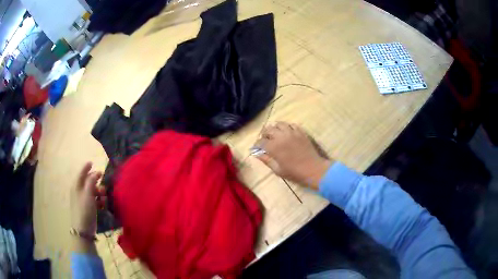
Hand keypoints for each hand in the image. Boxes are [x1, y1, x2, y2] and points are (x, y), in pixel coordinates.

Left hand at [71, 162, 103, 234]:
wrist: (83, 230)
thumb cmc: (84, 210)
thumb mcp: (88, 194)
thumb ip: (92, 181)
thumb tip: (96, 172)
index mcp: (76, 185)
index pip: (81, 173)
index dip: (86, 167)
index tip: (92, 162)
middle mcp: (78, 191)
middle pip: (87, 182)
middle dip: (95, 181)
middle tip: (103, 182)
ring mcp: (82, 200)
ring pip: (91, 191)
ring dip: (98, 192)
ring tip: (104, 196)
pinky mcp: (86, 208)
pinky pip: (92, 200)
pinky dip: (98, 200)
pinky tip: (102, 204)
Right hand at [255, 122, 332, 189]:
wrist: (313, 169)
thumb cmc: (294, 172)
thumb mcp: (278, 170)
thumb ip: (266, 160)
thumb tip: (257, 154)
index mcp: (274, 147)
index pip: (260, 141)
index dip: (256, 144)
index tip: (256, 148)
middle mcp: (281, 137)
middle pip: (268, 129)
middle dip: (264, 134)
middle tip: (264, 139)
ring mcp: (292, 133)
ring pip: (279, 124)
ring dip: (275, 128)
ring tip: (275, 133)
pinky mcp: (301, 132)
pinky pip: (291, 125)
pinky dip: (287, 127)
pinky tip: (287, 132)